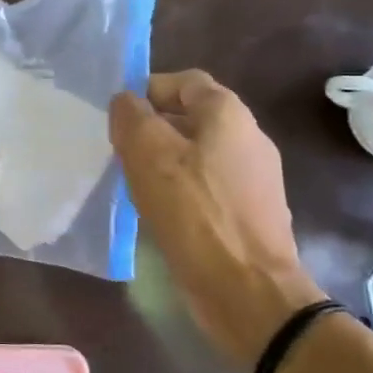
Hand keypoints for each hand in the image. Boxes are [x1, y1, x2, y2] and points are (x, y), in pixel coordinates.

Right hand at [110, 71, 322, 361]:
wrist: (248, 290)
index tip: (118, 117)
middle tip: (119, 151)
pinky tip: (158, 212)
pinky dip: (181, 191)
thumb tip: (126, 102)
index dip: (147, 91)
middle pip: (191, 118)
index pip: (183, 82)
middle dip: (153, 128)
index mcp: (228, 114)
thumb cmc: (195, 213)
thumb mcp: (149, 154)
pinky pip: (207, 187)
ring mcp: (254, 178)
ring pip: (198, 154)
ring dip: (164, 162)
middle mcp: (248, 137)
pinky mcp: (250, 213)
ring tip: (132, 182)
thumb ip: (132, 118)